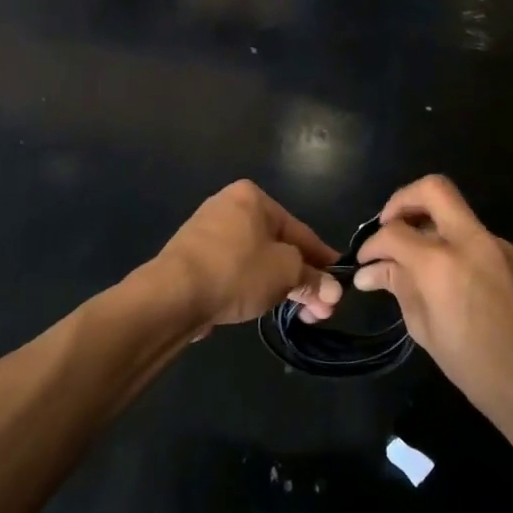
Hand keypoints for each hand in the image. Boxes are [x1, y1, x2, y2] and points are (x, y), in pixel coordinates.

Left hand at [151, 180, 342, 333]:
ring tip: (299, 315)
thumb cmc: (237, 270)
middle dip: (303, 280)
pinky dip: (252, 286)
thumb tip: (332, 292)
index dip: (323, 260)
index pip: (300, 231)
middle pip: (278, 246)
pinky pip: (234, 270)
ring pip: (257, 260)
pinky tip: (264, 307)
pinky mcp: (193, 258)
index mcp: (253, 197)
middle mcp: (229, 206)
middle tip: (320, 312)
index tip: (339, 284)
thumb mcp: (285, 273)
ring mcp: (207, 232)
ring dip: (281, 287)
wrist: (173, 293)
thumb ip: (312, 279)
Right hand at [355, 175, 512, 427]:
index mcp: (442, 264)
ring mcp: (499, 245)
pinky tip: (452, 279)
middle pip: (433, 189)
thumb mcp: (426, 331)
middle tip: (390, 226)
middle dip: (403, 200)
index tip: (365, 262)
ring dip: (431, 226)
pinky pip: (477, 238)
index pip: (394, 232)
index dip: (372, 244)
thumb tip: (371, 271)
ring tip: (417, 260)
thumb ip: (399, 288)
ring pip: (457, 213)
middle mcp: (472, 241)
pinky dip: (455, 247)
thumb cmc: (478, 369)